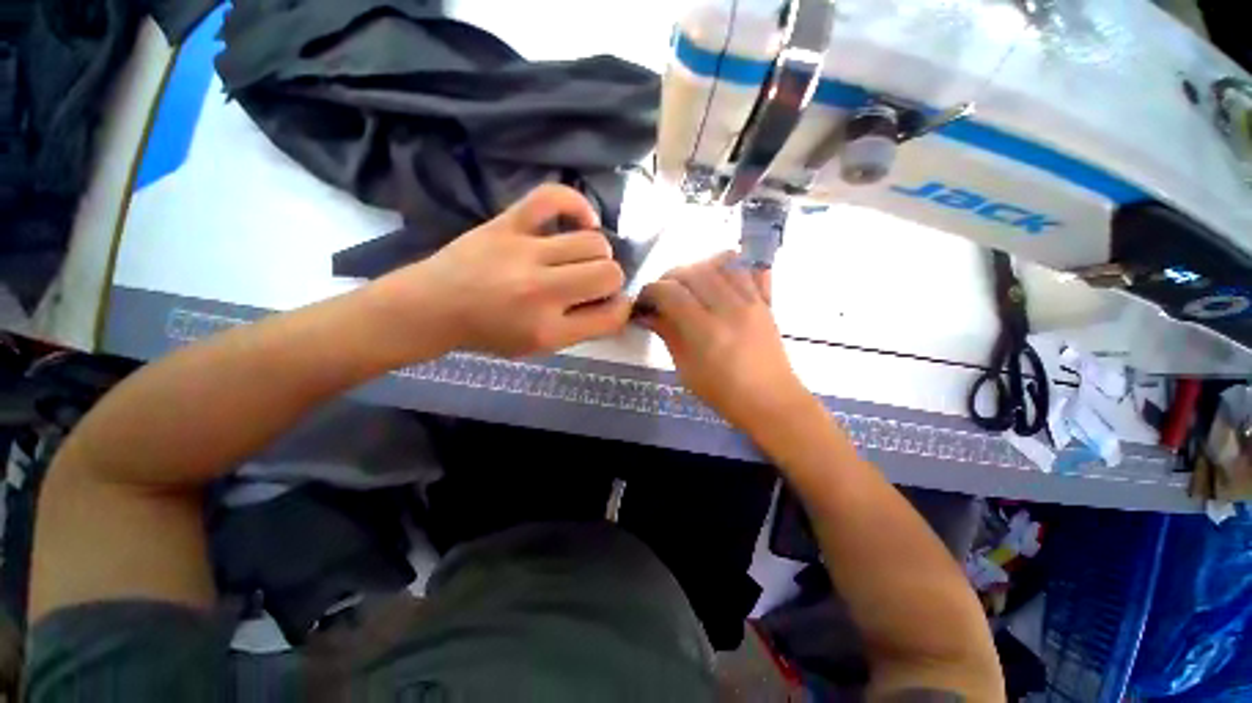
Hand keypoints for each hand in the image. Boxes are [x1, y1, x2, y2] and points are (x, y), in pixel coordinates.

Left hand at [380, 185, 630, 357]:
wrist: (433, 307)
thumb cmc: (490, 333)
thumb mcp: (539, 347)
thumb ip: (582, 328)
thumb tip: (617, 303)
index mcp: (549, 330)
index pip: (612, 316)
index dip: (621, 308)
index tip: (611, 304)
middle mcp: (542, 291)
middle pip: (609, 274)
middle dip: (611, 280)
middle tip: (593, 283)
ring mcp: (525, 252)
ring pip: (594, 242)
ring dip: (599, 252)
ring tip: (583, 258)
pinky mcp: (508, 223)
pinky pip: (553, 198)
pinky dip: (577, 205)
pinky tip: (583, 221)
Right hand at [637, 252, 813, 429]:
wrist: (770, 400)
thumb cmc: (723, 393)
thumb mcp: (686, 368)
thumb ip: (667, 334)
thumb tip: (647, 314)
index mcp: (706, 331)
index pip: (671, 292)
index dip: (651, 291)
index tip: (643, 302)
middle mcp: (730, 308)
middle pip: (693, 272)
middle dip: (669, 278)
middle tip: (662, 294)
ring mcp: (751, 301)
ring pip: (719, 263)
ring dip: (697, 268)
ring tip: (688, 286)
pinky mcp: (765, 301)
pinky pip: (747, 269)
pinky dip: (727, 266)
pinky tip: (716, 279)